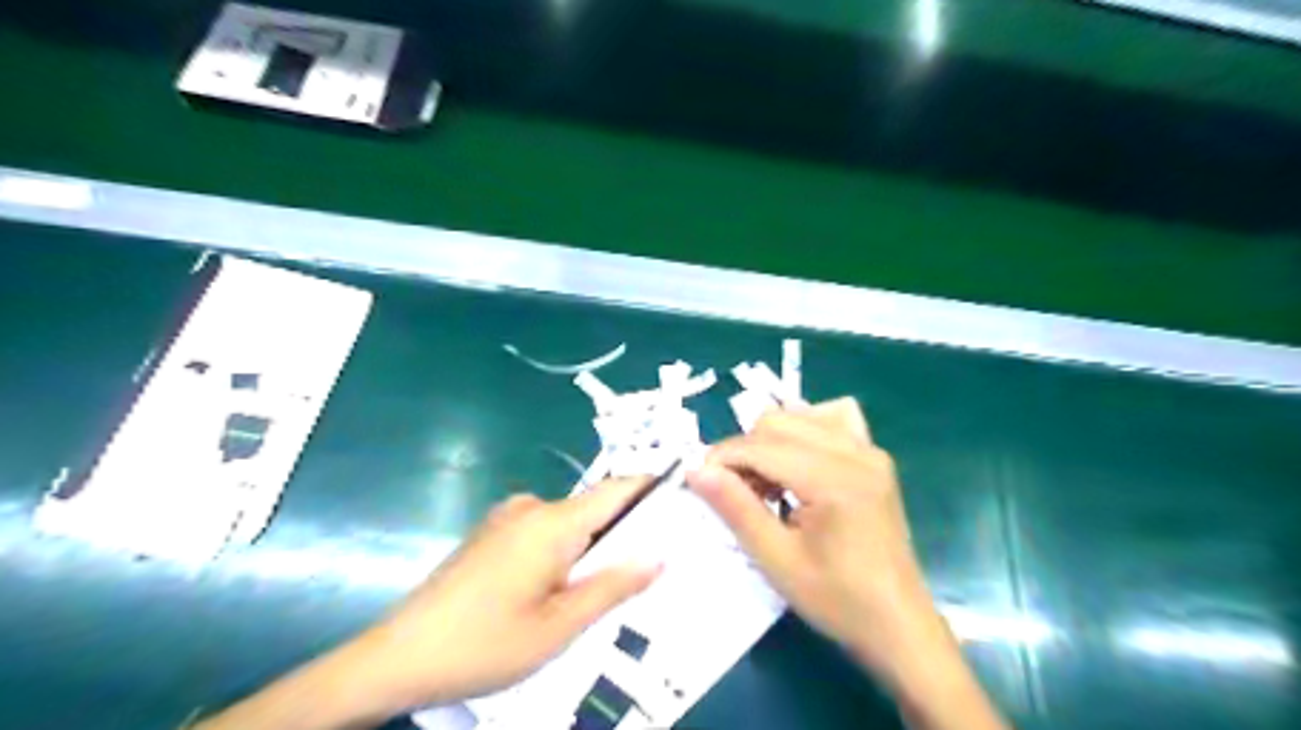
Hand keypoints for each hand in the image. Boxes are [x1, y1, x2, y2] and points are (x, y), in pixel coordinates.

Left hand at [363, 477, 660, 710]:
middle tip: (660, 562)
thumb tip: (659, 556)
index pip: (618, 489)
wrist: (397, 657)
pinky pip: (546, 533)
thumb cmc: (484, 643)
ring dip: (595, 548)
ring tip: (616, 586)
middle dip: (628, 532)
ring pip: (571, 525)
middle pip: (596, 508)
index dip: (655, 488)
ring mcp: (508, 518)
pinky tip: (567, 588)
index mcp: (552, 522)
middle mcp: (532, 507)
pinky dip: (567, 552)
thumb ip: (612, 587)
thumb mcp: (559, 627)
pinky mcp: (493, 534)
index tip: (689, 498)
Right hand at [684, 398, 929, 678]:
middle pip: (778, 421)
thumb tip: (695, 470)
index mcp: (834, 479)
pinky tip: (799, 464)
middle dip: (745, 450)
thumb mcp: (776, 560)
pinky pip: (832, 421)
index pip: (761, 446)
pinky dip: (804, 433)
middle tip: (736, 493)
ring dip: (770, 442)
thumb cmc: (837, 600)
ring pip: (800, 416)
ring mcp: (870, 451)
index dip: (722, 458)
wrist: (898, 624)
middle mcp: (856, 452)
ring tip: (766, 485)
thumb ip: (735, 508)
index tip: (697, 481)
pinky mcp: (875, 457)